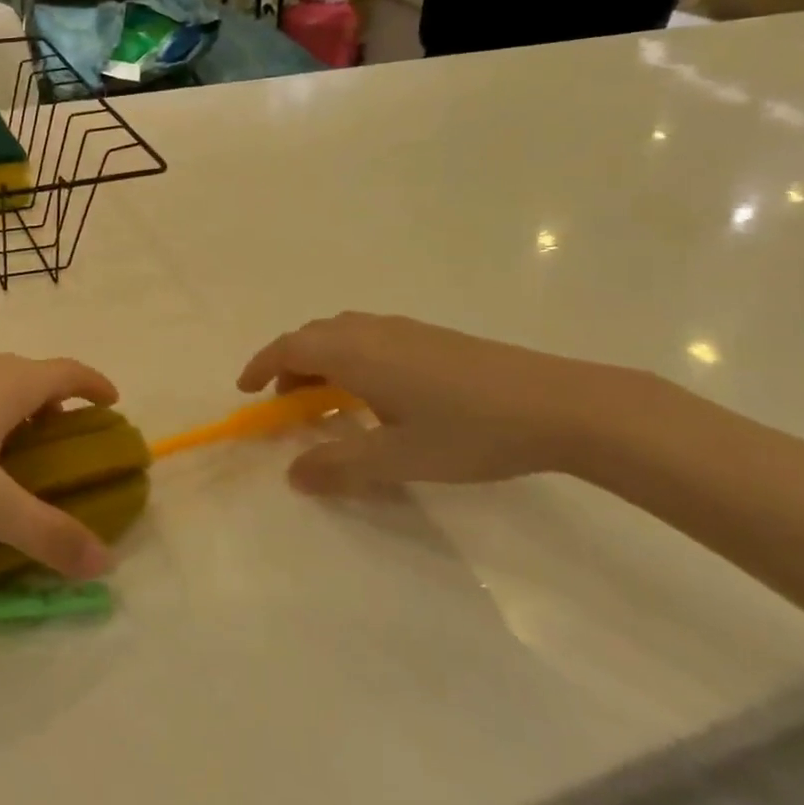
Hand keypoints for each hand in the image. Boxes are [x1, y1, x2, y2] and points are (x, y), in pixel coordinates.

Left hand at [0, 347, 116, 578]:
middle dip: (55, 403)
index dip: (95, 385)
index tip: (112, 401)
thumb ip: (46, 533)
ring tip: (10, 448)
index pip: (68, 372)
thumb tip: (104, 563)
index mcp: (8, 383)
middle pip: (32, 374)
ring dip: (14, 406)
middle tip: (61, 442)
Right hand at [237, 313, 628, 493]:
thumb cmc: (468, 431)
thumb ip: (339, 465)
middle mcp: (374, 330)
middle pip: (313, 336)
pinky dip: (351, 359)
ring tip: (326, 403)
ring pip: (344, 335)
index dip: (261, 366)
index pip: (290, 348)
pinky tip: (376, 395)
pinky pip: (371, 339)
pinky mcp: (432, 338)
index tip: (246, 391)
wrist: (558, 404)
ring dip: (322, 362)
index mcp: (356, 351)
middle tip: (285, 405)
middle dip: (289, 366)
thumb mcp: (397, 457)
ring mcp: (406, 330)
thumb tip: (293, 474)